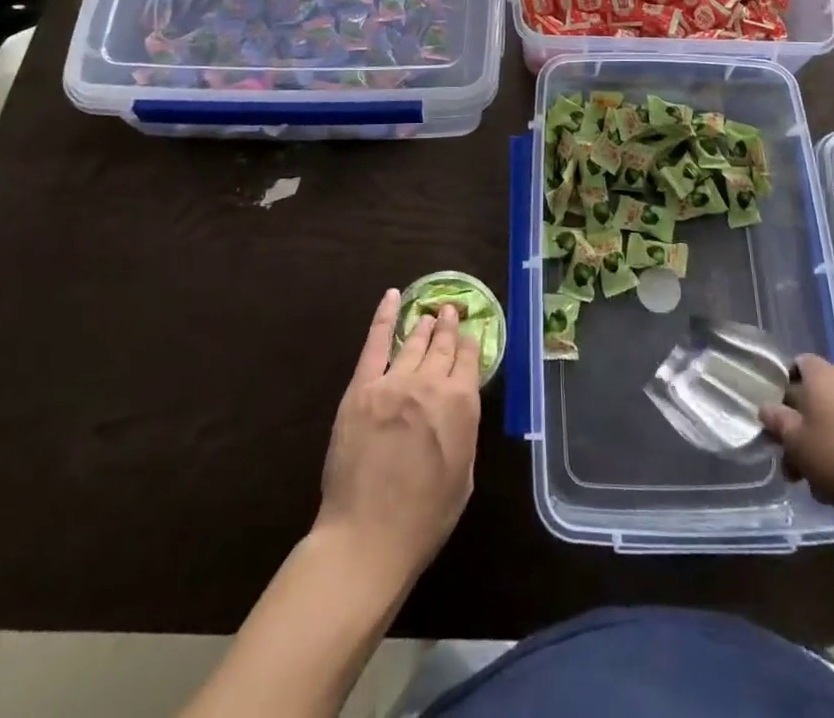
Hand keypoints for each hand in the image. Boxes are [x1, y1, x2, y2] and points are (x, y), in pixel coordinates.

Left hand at [316, 290, 480, 589]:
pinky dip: (385, 316)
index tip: (470, 336)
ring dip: (425, 325)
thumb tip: (457, 407)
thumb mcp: (464, 476)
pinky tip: (393, 297)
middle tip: (451, 311)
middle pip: (443, 346)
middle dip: (449, 327)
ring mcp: (394, 381)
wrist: (368, 537)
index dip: (470, 346)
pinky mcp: (362, 388)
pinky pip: (376, 342)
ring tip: (431, 312)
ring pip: (414, 342)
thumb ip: (463, 431)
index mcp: (462, 404)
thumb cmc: (425, 518)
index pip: (470, 361)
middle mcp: (431, 384)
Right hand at [760, 355, 833, 533]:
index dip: (782, 388)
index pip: (795, 365)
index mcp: (821, 375)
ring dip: (827, 451)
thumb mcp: (798, 445)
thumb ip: (778, 423)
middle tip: (795, 470)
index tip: (776, 420)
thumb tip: (767, 408)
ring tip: (824, 490)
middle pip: (816, 400)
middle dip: (803, 433)